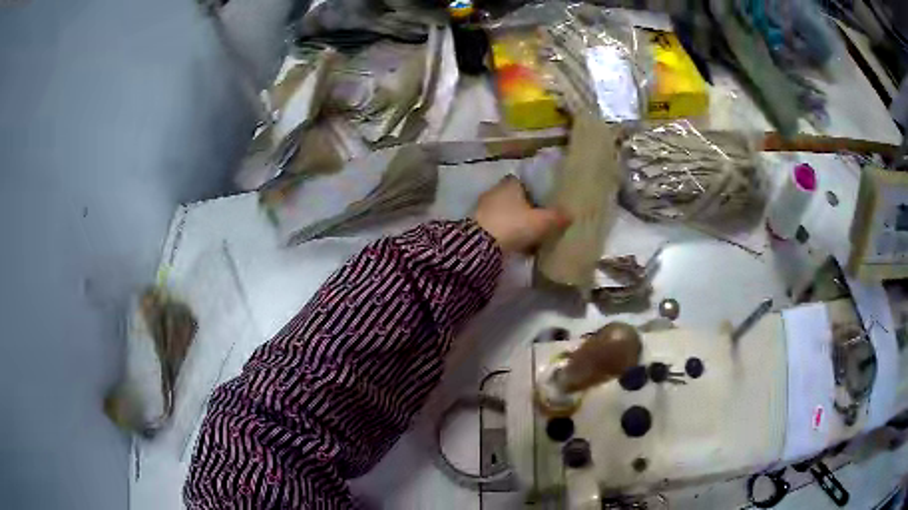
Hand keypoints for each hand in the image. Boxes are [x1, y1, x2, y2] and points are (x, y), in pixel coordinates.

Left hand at [474, 176, 570, 252]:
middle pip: (513, 197)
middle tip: (539, 219)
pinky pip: (496, 225)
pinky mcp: (476, 225)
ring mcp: (482, 207)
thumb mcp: (541, 222)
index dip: (533, 190)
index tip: (543, 200)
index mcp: (510, 183)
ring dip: (513, 220)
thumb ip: (557, 217)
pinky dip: (504, 231)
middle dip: (524, 207)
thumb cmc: (513, 225)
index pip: (523, 181)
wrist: (480, 245)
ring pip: (504, 212)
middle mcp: (495, 191)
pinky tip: (514, 243)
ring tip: (528, 234)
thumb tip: (570, 214)